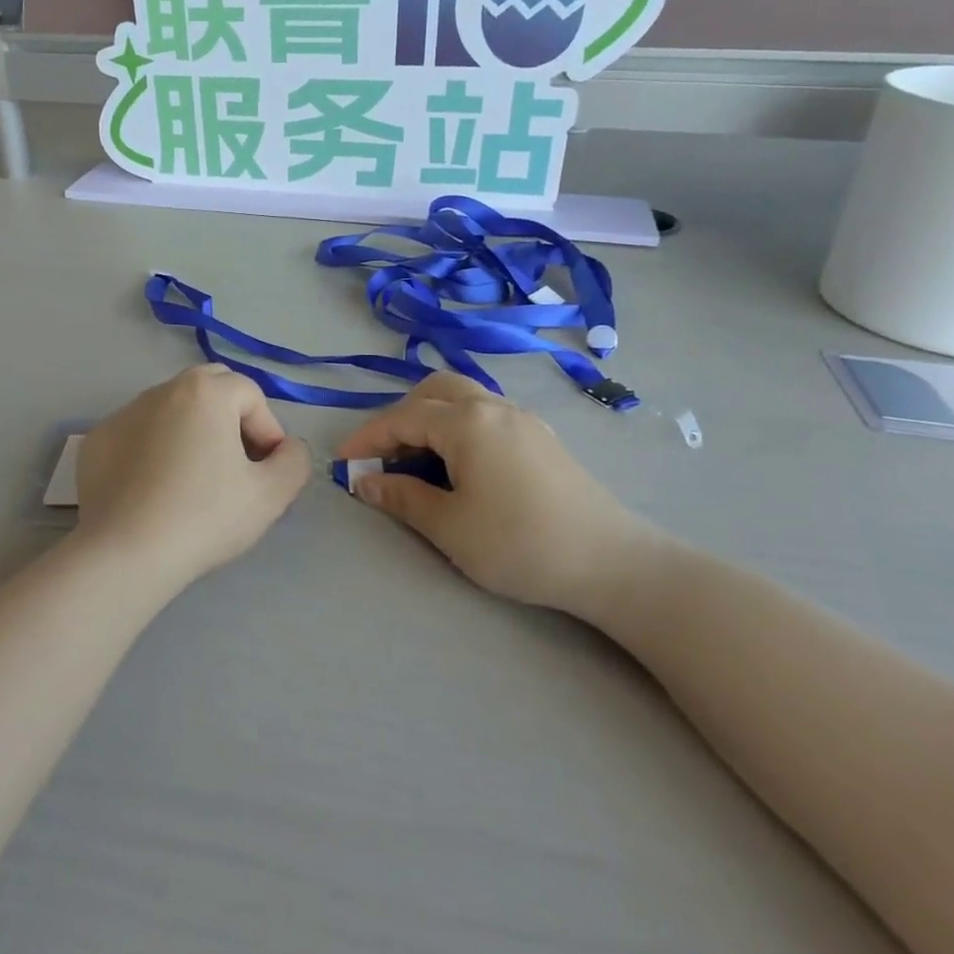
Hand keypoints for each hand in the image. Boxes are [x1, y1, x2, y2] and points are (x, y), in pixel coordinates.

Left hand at [75, 365, 310, 586]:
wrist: (125, 553)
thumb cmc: (204, 517)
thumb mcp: (271, 495)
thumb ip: (294, 461)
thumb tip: (287, 448)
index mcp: (206, 391)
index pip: (251, 395)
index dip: (268, 430)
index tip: (266, 472)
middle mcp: (162, 390)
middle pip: (209, 389)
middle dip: (230, 418)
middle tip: (236, 465)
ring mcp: (123, 413)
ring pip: (171, 409)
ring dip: (191, 432)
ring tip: (195, 479)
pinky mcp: (97, 441)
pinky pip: (138, 434)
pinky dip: (153, 449)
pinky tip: (155, 490)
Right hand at [335, 372, 663, 615]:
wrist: (611, 562)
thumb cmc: (519, 543)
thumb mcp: (449, 526)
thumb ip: (402, 497)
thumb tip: (365, 482)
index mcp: (467, 422)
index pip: (402, 418)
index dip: (366, 438)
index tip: (342, 462)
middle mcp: (493, 407)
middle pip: (434, 391)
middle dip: (400, 417)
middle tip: (384, 456)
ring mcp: (522, 418)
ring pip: (463, 398)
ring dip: (431, 418)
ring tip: (418, 460)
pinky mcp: (541, 437)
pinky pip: (486, 414)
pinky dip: (458, 426)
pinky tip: (460, 464)